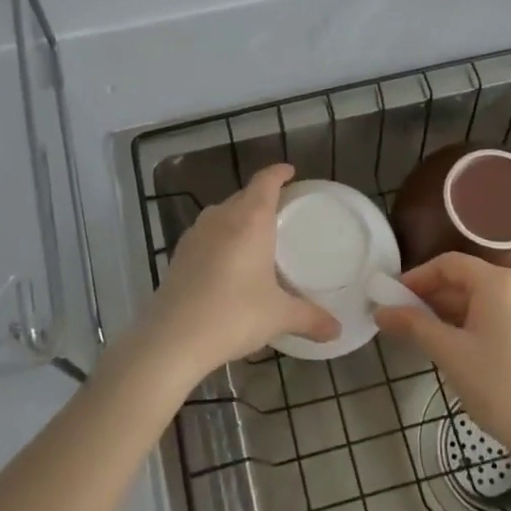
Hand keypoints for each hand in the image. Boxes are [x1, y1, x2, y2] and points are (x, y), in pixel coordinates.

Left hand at [138, 164, 338, 382]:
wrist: (173, 337)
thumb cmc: (234, 315)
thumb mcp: (278, 316)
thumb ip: (310, 318)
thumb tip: (337, 330)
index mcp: (250, 220)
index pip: (265, 182)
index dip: (278, 173)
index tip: (289, 172)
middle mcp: (221, 218)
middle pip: (244, 195)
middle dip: (261, 197)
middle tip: (281, 209)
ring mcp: (196, 234)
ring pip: (222, 213)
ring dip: (239, 216)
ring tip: (255, 234)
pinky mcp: (179, 254)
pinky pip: (207, 234)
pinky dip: (221, 237)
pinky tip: (227, 260)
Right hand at [375, 253, 510, 456]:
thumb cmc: (498, 385)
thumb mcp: (449, 352)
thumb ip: (413, 325)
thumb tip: (380, 312)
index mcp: (499, 282)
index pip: (449, 264)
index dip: (417, 277)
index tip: (392, 298)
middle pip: (467, 279)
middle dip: (432, 296)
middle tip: (403, 319)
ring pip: (482, 298)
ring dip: (451, 311)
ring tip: (424, 334)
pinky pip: (499, 312)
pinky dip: (473, 321)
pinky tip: (456, 343)